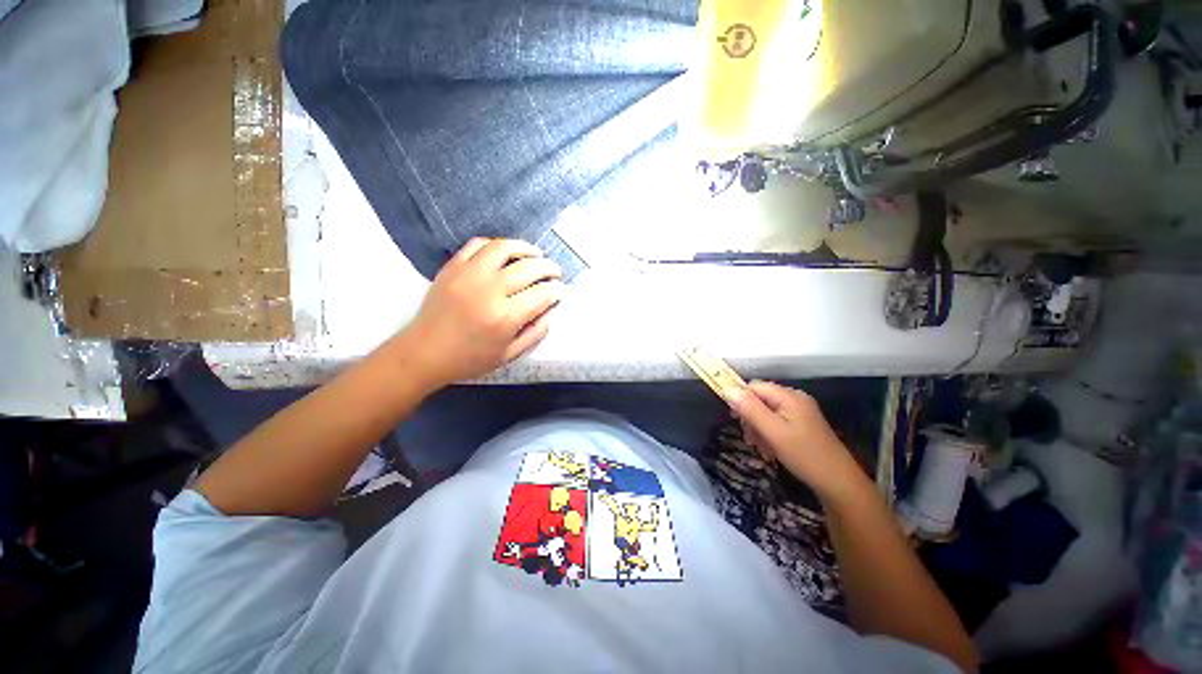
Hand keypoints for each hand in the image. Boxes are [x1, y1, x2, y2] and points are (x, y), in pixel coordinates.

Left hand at [400, 238, 563, 387]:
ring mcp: (468, 274)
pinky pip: (478, 244)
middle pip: (529, 268)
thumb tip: (552, 310)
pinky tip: (505, 252)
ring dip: (526, 248)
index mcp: (505, 317)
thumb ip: (536, 332)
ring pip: (504, 248)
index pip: (542, 294)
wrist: (424, 352)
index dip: (558, 290)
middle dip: (549, 268)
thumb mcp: (510, 354)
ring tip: (536, 254)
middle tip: (556, 272)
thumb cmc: (470, 359)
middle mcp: (489, 290)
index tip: (562, 291)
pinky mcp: (452, 267)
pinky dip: (496, 244)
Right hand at [729, 381, 868, 500]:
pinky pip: (776, 422)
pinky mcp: (802, 424)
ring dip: (758, 428)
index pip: (754, 387)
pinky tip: (769, 450)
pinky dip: (768, 433)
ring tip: (760, 448)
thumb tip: (727, 389)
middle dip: (750, 417)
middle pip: (760, 399)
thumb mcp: (773, 432)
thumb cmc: (804, 455)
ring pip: (766, 412)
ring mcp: (800, 412)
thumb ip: (749, 409)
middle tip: (749, 439)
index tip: (734, 419)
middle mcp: (795, 399)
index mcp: (789, 396)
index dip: (740, 399)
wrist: (839, 483)